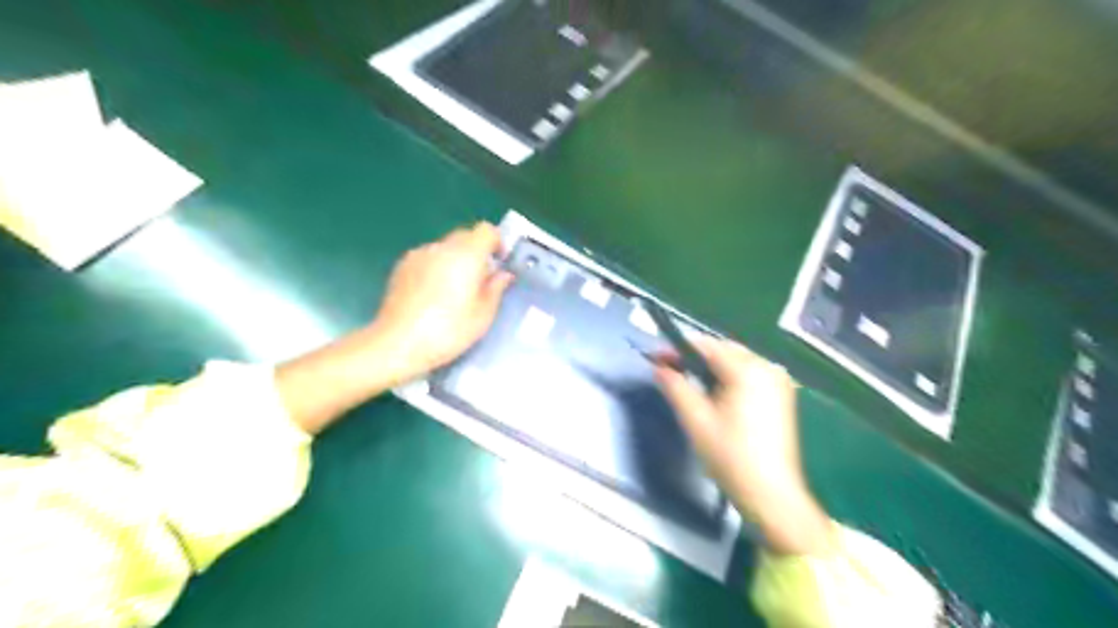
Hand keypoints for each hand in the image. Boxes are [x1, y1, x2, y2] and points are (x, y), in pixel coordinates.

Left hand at [371, 224, 513, 384]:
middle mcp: (441, 248)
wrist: (397, 344)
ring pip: (445, 248)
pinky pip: (428, 258)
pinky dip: (436, 268)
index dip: (497, 242)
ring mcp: (418, 255)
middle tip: (481, 281)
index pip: (486, 230)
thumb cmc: (447, 332)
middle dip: (477, 252)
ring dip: (455, 260)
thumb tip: (503, 274)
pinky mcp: (401, 266)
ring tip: (454, 292)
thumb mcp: (483, 316)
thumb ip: (496, 289)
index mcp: (466, 256)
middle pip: (465, 236)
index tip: (500, 262)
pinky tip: (433, 296)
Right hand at [656, 338, 831, 553]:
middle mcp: (767, 367)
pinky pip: (749, 374)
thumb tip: (658, 366)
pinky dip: (728, 377)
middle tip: (668, 369)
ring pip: (736, 362)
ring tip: (687, 380)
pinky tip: (714, 393)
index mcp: (748, 370)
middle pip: (723, 350)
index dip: (678, 348)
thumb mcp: (695, 419)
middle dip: (695, 357)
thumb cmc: (729, 456)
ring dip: (711, 367)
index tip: (656, 356)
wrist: (771, 494)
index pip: (707, 346)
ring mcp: (778, 381)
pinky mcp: (781, 396)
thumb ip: (675, 385)